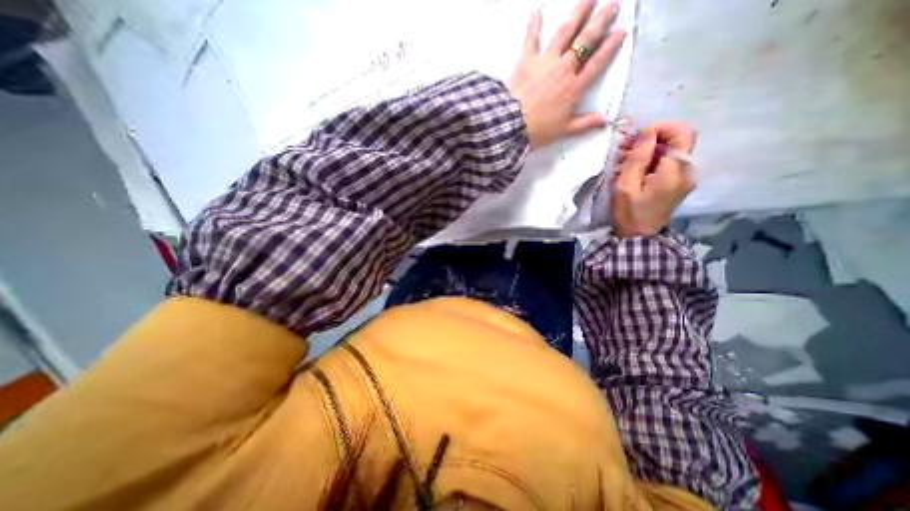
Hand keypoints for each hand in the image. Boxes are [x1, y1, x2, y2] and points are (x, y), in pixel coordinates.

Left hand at [505, 1, 626, 150]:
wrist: (512, 125)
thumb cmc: (538, 131)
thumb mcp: (564, 131)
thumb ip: (584, 124)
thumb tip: (605, 120)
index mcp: (574, 88)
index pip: (597, 63)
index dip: (610, 47)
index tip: (621, 31)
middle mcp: (563, 69)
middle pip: (585, 41)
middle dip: (601, 21)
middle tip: (613, 4)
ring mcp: (545, 62)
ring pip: (565, 33)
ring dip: (578, 13)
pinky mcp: (526, 61)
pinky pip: (531, 39)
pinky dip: (534, 25)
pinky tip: (536, 11)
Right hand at [607, 122, 697, 238]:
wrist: (638, 237)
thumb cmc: (629, 213)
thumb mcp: (626, 185)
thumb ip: (638, 157)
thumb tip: (647, 132)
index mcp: (676, 170)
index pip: (682, 132)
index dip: (660, 128)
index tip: (636, 137)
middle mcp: (687, 170)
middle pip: (675, 141)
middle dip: (648, 139)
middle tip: (622, 148)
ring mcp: (683, 177)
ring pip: (669, 151)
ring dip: (645, 151)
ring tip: (621, 160)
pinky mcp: (676, 183)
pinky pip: (665, 163)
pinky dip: (648, 161)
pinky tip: (629, 169)